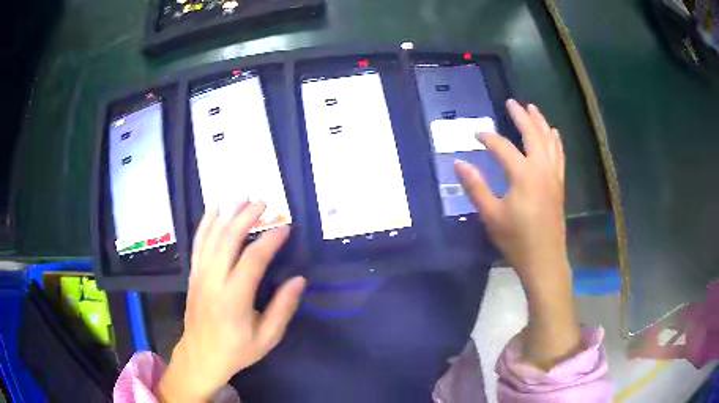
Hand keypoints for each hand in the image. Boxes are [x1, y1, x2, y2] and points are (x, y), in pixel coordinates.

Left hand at [156, 202, 305, 401]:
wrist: (201, 356)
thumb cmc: (236, 350)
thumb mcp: (267, 338)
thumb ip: (283, 309)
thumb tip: (298, 280)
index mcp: (234, 299)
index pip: (253, 260)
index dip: (269, 240)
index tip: (285, 227)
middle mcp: (214, 281)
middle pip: (228, 240)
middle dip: (246, 217)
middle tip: (263, 203)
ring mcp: (200, 275)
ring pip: (211, 237)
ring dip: (227, 214)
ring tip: (243, 199)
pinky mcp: (193, 275)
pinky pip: (197, 244)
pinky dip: (205, 224)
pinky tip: (214, 210)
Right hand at [455, 99, 566, 291]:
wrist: (544, 260)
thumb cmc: (516, 240)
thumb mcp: (491, 215)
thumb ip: (475, 187)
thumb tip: (458, 163)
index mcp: (523, 175)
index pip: (502, 147)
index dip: (487, 138)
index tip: (475, 135)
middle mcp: (541, 169)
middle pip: (532, 134)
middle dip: (521, 116)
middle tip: (511, 102)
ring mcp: (554, 175)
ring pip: (549, 141)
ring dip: (540, 123)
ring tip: (532, 108)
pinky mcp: (559, 184)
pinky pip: (559, 155)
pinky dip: (555, 141)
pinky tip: (553, 133)